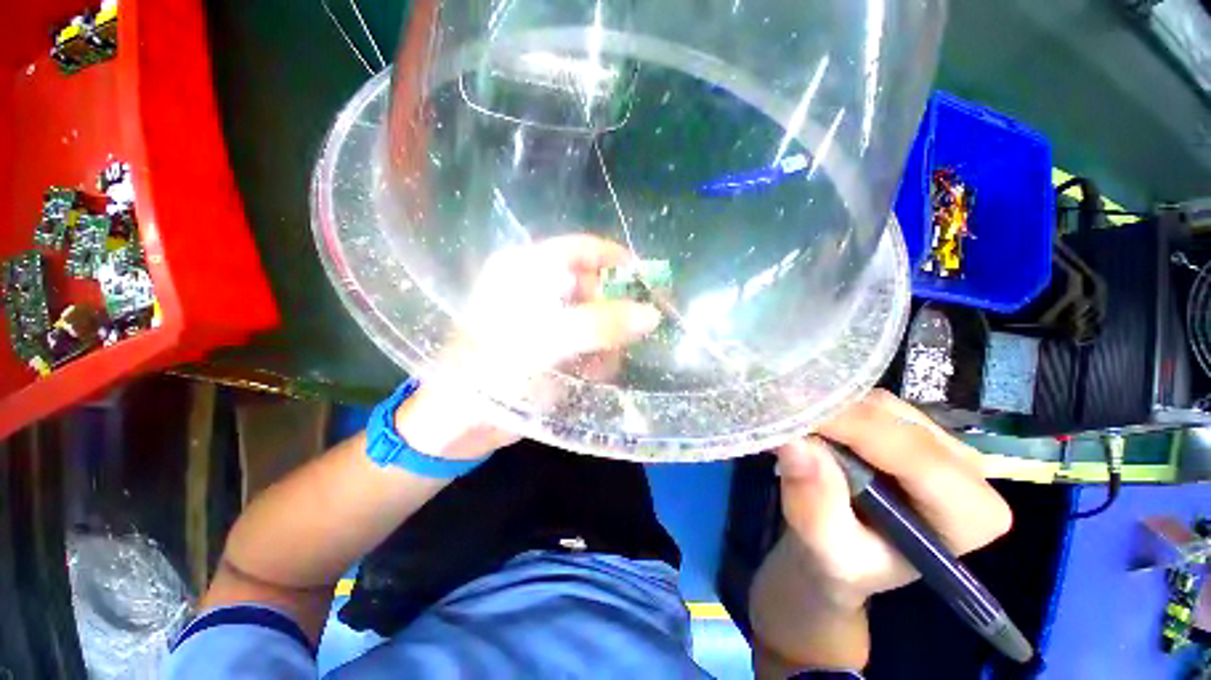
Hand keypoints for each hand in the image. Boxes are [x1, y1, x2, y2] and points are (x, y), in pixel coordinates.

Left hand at [395, 234, 661, 459]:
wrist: (461, 425)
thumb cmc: (491, 373)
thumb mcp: (545, 342)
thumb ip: (599, 325)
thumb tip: (652, 314)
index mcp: (525, 270)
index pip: (582, 250)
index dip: (618, 262)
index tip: (649, 284)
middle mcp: (537, 288)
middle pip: (595, 285)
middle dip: (615, 313)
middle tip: (632, 335)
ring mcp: (547, 319)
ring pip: (598, 317)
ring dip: (607, 341)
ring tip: (598, 366)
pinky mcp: (554, 345)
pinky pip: (592, 342)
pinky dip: (598, 357)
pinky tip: (590, 374)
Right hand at [749, 390, 1011, 670]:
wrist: (845, 555)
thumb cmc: (842, 564)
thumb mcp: (826, 550)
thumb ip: (815, 506)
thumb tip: (795, 444)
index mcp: (970, 515)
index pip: (913, 454)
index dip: (851, 427)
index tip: (795, 413)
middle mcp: (970, 471)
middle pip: (896, 421)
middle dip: (836, 416)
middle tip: (785, 417)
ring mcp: (943, 443)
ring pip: (881, 404)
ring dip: (832, 409)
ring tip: (795, 424)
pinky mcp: (914, 428)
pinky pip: (870, 402)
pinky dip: (835, 407)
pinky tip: (812, 421)